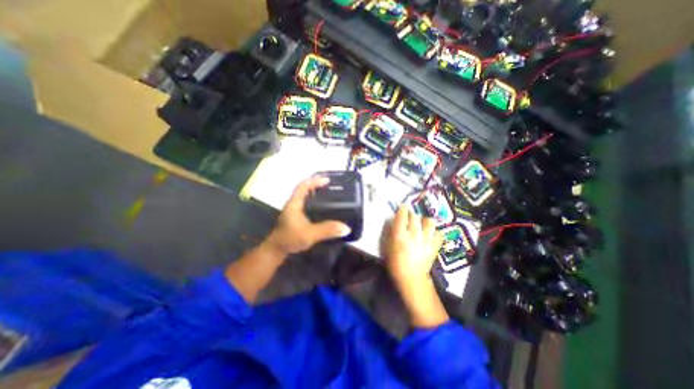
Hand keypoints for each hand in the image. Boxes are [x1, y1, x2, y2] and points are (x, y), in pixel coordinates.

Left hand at [266, 176, 353, 254]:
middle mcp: (294, 204)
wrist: (277, 250)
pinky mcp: (298, 218)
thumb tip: (346, 228)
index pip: (303, 186)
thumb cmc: (290, 239)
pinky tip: (325, 209)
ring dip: (317, 194)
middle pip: (305, 190)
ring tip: (331, 195)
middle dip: (318, 186)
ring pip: (307, 198)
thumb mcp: (310, 234)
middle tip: (332, 186)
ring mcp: (295, 211)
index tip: (328, 180)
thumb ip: (327, 230)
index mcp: (294, 203)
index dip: (315, 181)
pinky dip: (316, 203)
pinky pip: (308, 206)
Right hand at [385, 207, 444, 288]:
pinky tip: (431, 235)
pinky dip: (436, 232)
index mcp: (400, 233)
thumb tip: (394, 221)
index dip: (402, 209)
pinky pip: (439, 233)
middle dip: (412, 215)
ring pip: (429, 221)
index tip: (402, 209)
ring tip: (423, 225)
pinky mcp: (435, 245)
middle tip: (410, 218)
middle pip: (415, 215)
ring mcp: (426, 238)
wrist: (411, 277)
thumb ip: (390, 232)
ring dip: (425, 221)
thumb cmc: (395, 262)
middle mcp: (414, 233)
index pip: (402, 214)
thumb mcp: (387, 246)